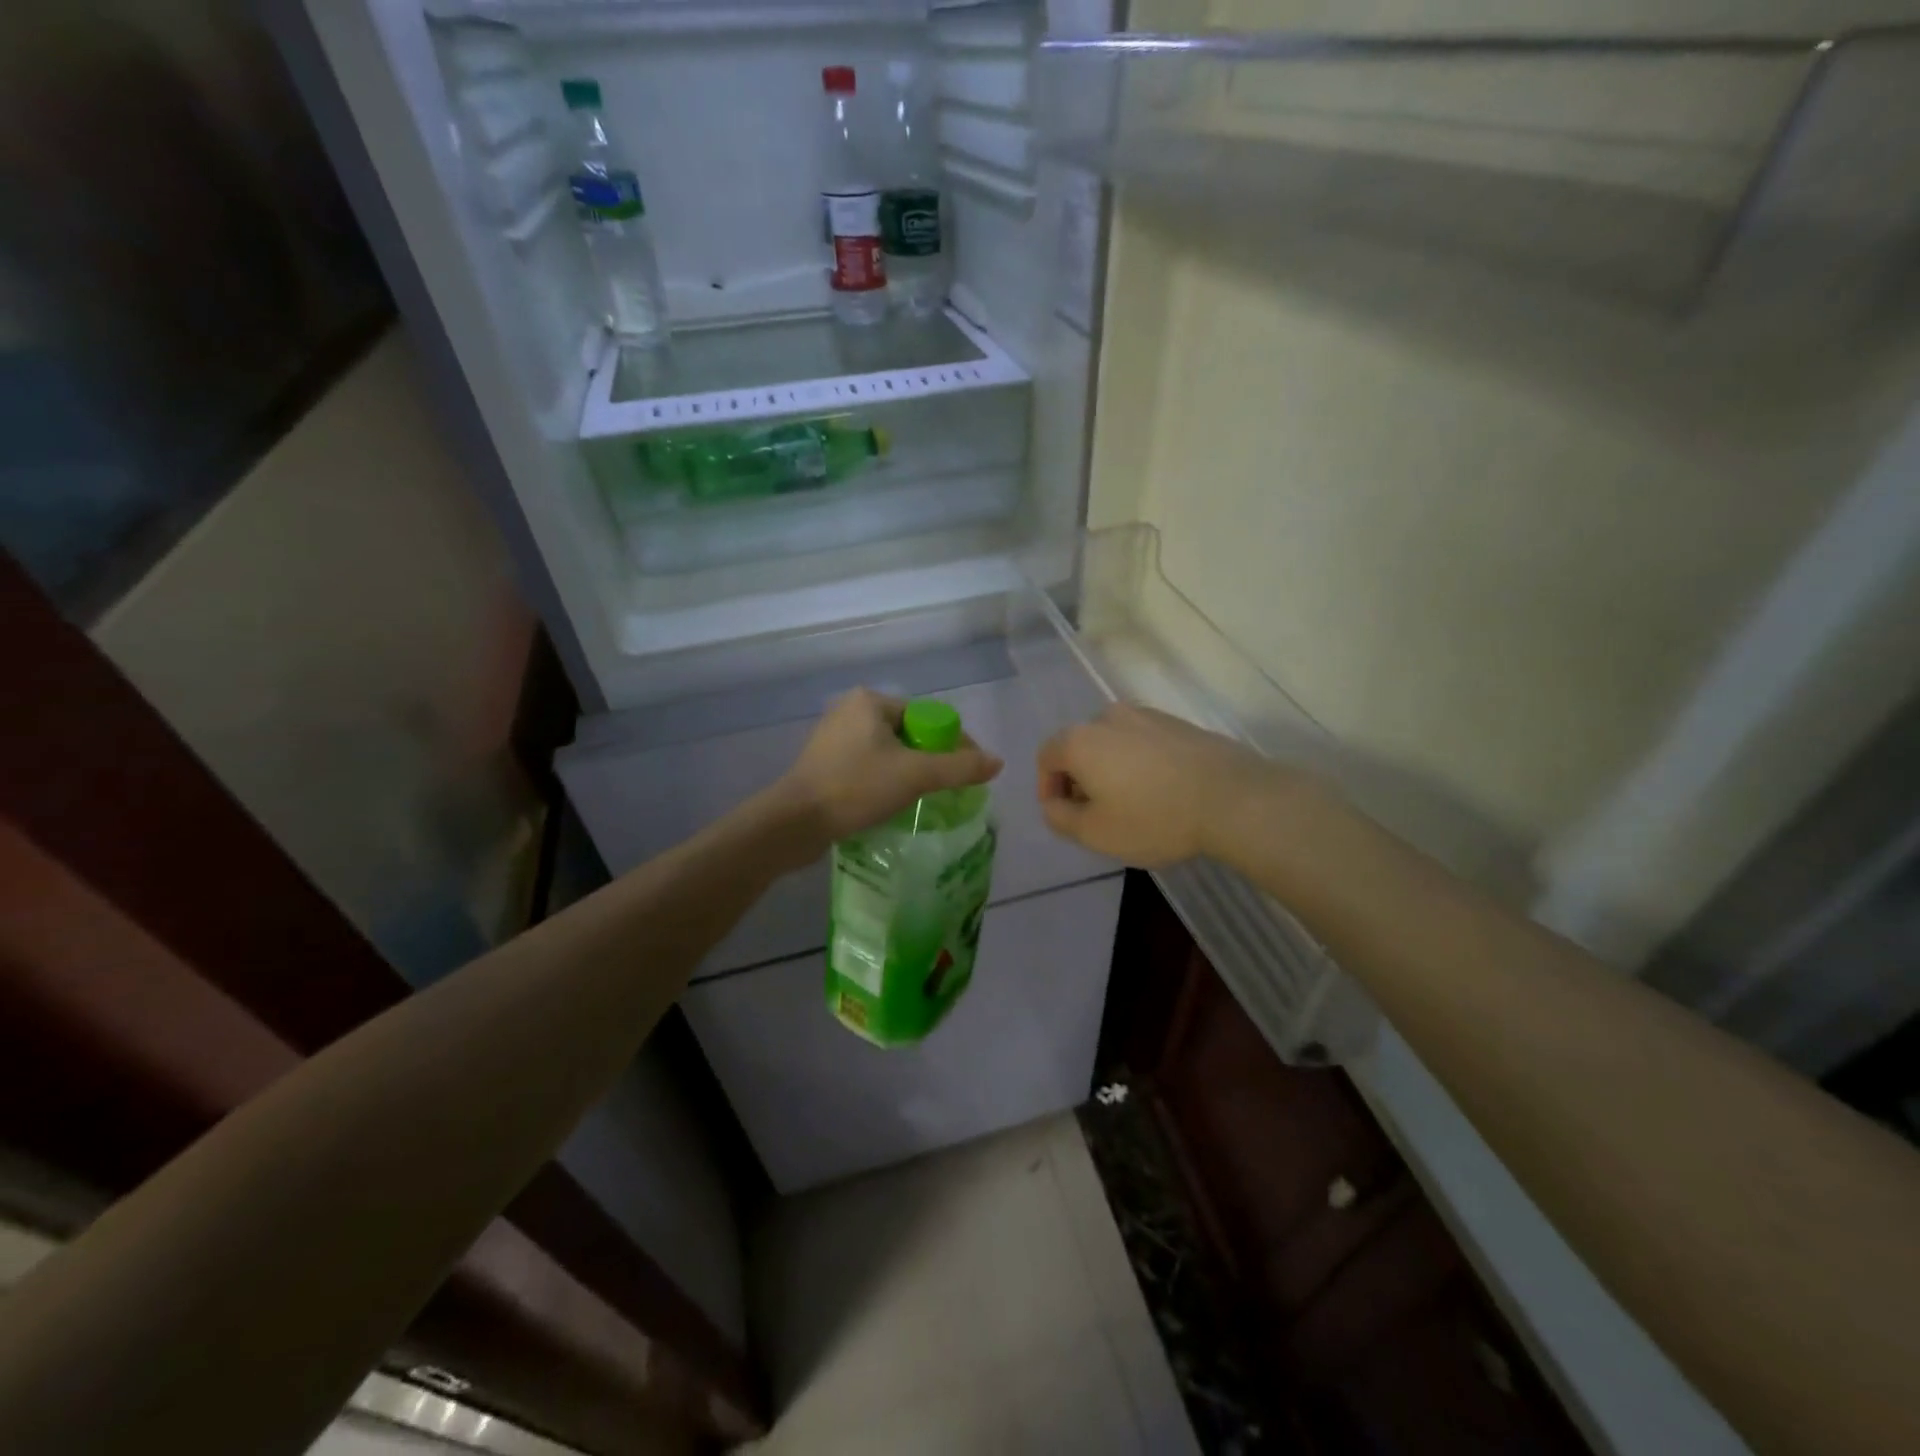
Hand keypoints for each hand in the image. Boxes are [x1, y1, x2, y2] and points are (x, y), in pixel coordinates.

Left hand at [771, 688, 1003, 861]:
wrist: (795, 822)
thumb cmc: (856, 788)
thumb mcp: (916, 776)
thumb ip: (960, 767)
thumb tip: (997, 762)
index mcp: (871, 701)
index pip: (926, 716)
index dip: (953, 742)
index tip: (968, 771)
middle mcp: (850, 711)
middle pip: (909, 734)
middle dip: (931, 759)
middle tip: (948, 789)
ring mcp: (833, 737)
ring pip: (888, 752)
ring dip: (909, 773)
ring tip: (925, 799)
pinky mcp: (824, 763)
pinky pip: (868, 766)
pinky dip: (886, 781)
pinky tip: (893, 803)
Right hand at [1036, 704, 1278, 866]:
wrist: (1233, 798)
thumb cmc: (1153, 818)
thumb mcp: (1094, 833)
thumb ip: (1060, 817)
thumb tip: (1054, 803)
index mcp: (1080, 739)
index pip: (1047, 757)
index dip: (1048, 788)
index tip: (1064, 815)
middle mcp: (1108, 717)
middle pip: (1080, 746)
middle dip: (1080, 778)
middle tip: (1096, 813)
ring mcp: (1147, 715)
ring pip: (1114, 743)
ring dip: (1112, 769)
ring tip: (1131, 803)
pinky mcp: (1179, 723)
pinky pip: (1145, 742)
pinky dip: (1141, 763)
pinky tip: (1161, 791)